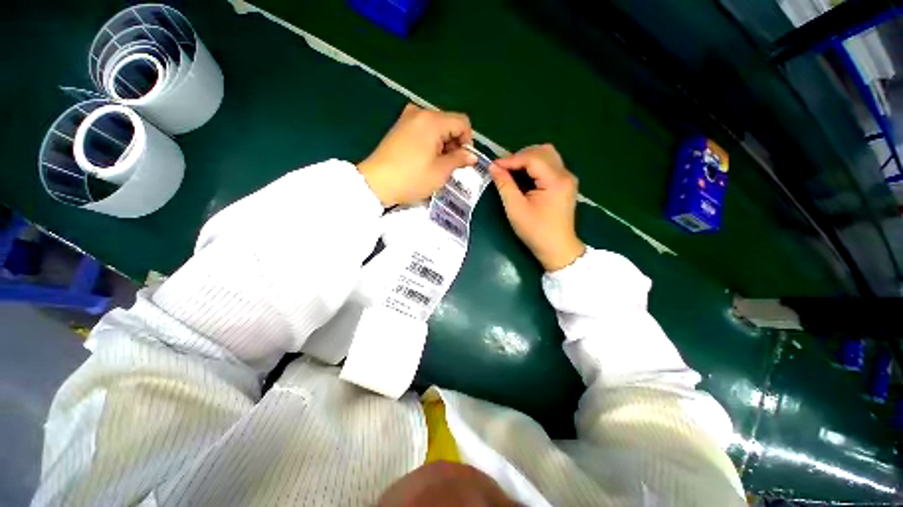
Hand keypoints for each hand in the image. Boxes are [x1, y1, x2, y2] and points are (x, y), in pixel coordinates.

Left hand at [358, 104, 476, 206]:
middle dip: (454, 143)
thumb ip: (459, 160)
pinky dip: (430, 142)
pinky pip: (423, 130)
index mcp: (432, 121)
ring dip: (442, 144)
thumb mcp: (440, 172)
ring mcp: (407, 118)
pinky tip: (425, 159)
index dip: (468, 141)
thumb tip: (472, 155)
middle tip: (451, 165)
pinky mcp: (399, 127)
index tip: (463, 160)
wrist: (376, 183)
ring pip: (436, 127)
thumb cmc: (411, 178)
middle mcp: (420, 113)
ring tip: (437, 165)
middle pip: (449, 123)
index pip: (462, 123)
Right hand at [490, 144, 584, 271]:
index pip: (532, 158)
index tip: (494, 166)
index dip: (511, 159)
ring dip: (528, 159)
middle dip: (520, 156)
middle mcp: (565, 174)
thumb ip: (504, 185)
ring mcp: (567, 179)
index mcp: (556, 181)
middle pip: (542, 151)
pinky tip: (523, 176)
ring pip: (547, 156)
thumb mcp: (515, 209)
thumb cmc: (536, 232)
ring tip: (512, 171)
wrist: (557, 249)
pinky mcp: (565, 184)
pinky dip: (534, 166)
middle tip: (503, 168)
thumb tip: (493, 167)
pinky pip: (549, 165)